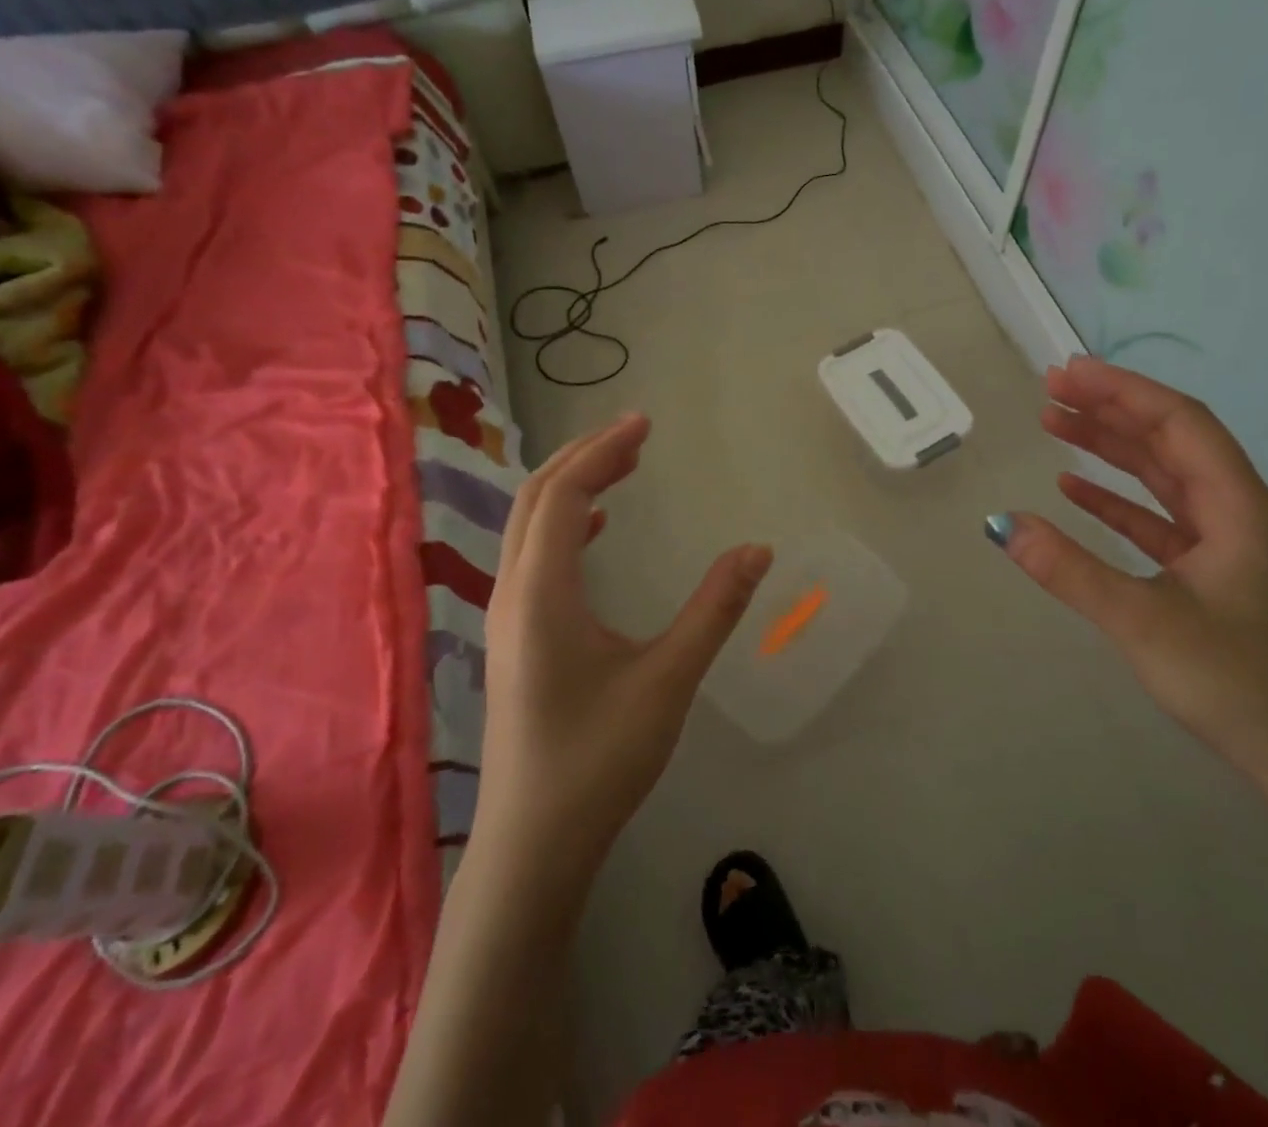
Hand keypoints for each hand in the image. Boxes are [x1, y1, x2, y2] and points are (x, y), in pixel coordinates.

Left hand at [477, 413, 772, 875]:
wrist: (534, 843)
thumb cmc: (600, 759)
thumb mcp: (668, 679)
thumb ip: (714, 609)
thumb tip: (758, 550)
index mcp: (542, 591)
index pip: (565, 494)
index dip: (603, 451)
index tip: (645, 424)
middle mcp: (514, 592)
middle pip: (537, 498)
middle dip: (586, 457)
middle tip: (637, 435)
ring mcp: (508, 616)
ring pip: (530, 525)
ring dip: (573, 487)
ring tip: (622, 466)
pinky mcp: (515, 636)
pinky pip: (534, 555)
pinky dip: (566, 523)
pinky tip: (597, 529)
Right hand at [997, 356, 1267, 790]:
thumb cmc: (1236, 684)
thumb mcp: (1143, 623)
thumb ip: (1070, 570)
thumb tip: (1001, 524)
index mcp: (1238, 507)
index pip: (1178, 423)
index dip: (1122, 391)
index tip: (1068, 372)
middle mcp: (1237, 511)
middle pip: (1169, 440)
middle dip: (1110, 408)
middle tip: (1050, 388)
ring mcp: (1225, 542)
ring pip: (1162, 475)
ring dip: (1110, 447)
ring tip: (1054, 422)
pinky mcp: (1210, 571)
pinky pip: (1157, 516)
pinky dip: (1116, 497)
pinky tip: (1074, 489)